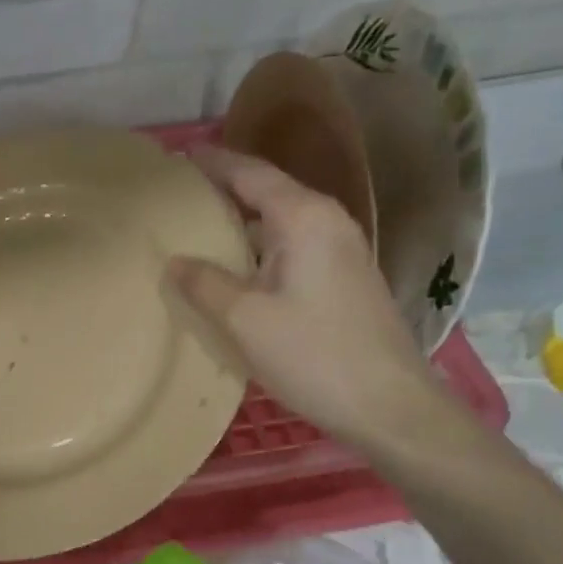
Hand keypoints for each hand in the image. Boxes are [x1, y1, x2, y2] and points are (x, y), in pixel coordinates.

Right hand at [170, 147, 439, 449]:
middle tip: (178, 196)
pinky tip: (235, 268)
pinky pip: (291, 246)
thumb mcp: (245, 320)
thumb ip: (205, 284)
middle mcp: (327, 221)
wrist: (388, 403)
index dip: (212, 164)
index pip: (250, 173)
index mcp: (303, 217)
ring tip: (197, 229)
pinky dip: (258, 246)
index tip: (175, 159)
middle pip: (267, 191)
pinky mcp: (344, 278)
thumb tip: (174, 261)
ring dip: (241, 221)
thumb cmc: (313, 354)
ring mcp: (341, 250)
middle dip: (223, 189)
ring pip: (280, 221)